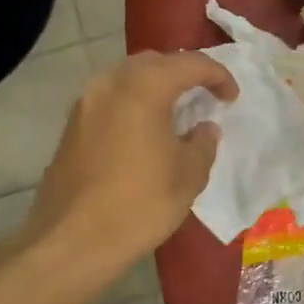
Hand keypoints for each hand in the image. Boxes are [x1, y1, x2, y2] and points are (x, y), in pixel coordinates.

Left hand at [24, 50, 236, 271]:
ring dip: (155, 86)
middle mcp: (111, 82)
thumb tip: (204, 129)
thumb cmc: (140, 204)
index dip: (218, 76)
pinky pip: (111, 98)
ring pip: (128, 77)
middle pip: (155, 62)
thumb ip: (203, 143)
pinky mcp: (72, 124)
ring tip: (175, 112)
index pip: (191, 64)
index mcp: (145, 86)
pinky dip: (134, 102)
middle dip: (183, 73)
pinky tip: (144, 130)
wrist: (72, 241)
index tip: (232, 98)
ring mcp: (86, 102)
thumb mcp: (188, 175)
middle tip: (204, 96)